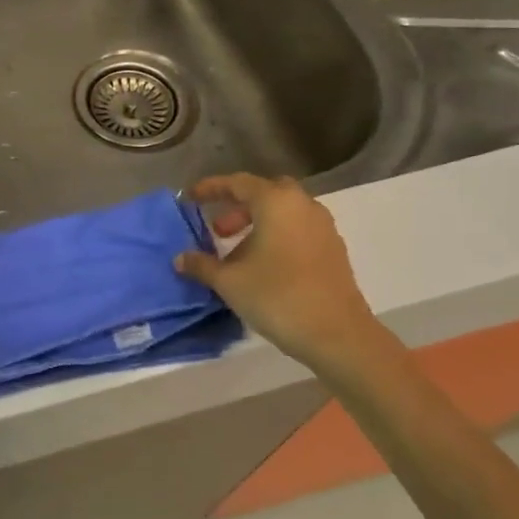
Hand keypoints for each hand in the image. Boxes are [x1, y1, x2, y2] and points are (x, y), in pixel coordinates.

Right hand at [174, 173, 390, 374]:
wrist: (338, 335)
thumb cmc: (277, 297)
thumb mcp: (229, 282)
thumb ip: (202, 264)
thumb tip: (181, 258)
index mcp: (276, 202)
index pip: (238, 183)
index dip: (211, 188)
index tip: (190, 198)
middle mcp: (303, 206)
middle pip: (265, 193)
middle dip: (238, 206)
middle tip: (217, 228)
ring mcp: (323, 228)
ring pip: (283, 213)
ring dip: (257, 224)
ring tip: (235, 252)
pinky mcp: (333, 250)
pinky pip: (297, 231)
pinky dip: (276, 237)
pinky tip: (262, 266)